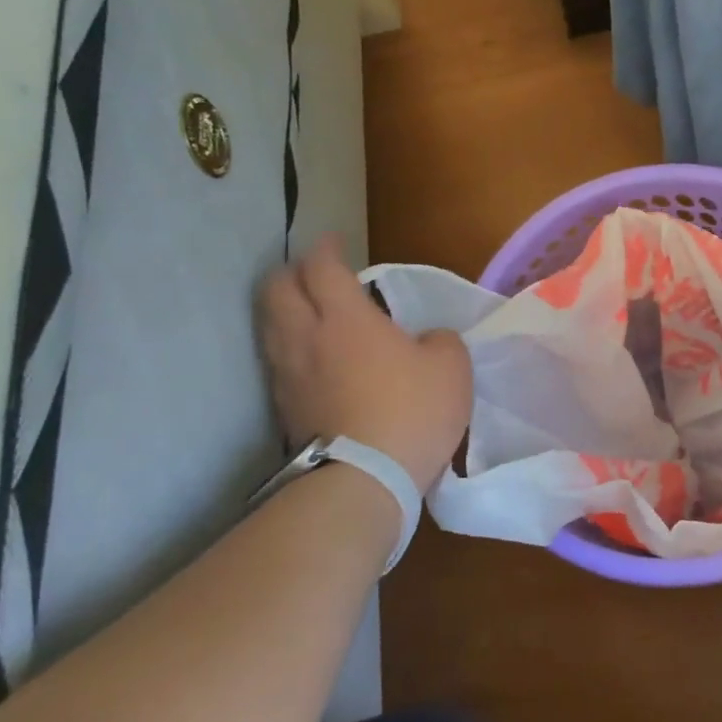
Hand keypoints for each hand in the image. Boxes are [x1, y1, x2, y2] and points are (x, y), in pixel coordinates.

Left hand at [257, 236, 471, 491]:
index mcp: (346, 317)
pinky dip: (288, 346)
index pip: (321, 266)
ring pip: (269, 324)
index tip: (335, 242)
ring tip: (307, 312)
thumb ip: (440, 340)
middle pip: (276, 288)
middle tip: (314, 274)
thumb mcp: (452, 367)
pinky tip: (310, 357)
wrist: (365, 479)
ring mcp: (287, 373)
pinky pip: (277, 360)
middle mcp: (306, 337)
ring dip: (284, 309)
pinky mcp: (283, 407)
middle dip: (292, 272)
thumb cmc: (412, 411)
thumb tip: (427, 340)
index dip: (327, 248)